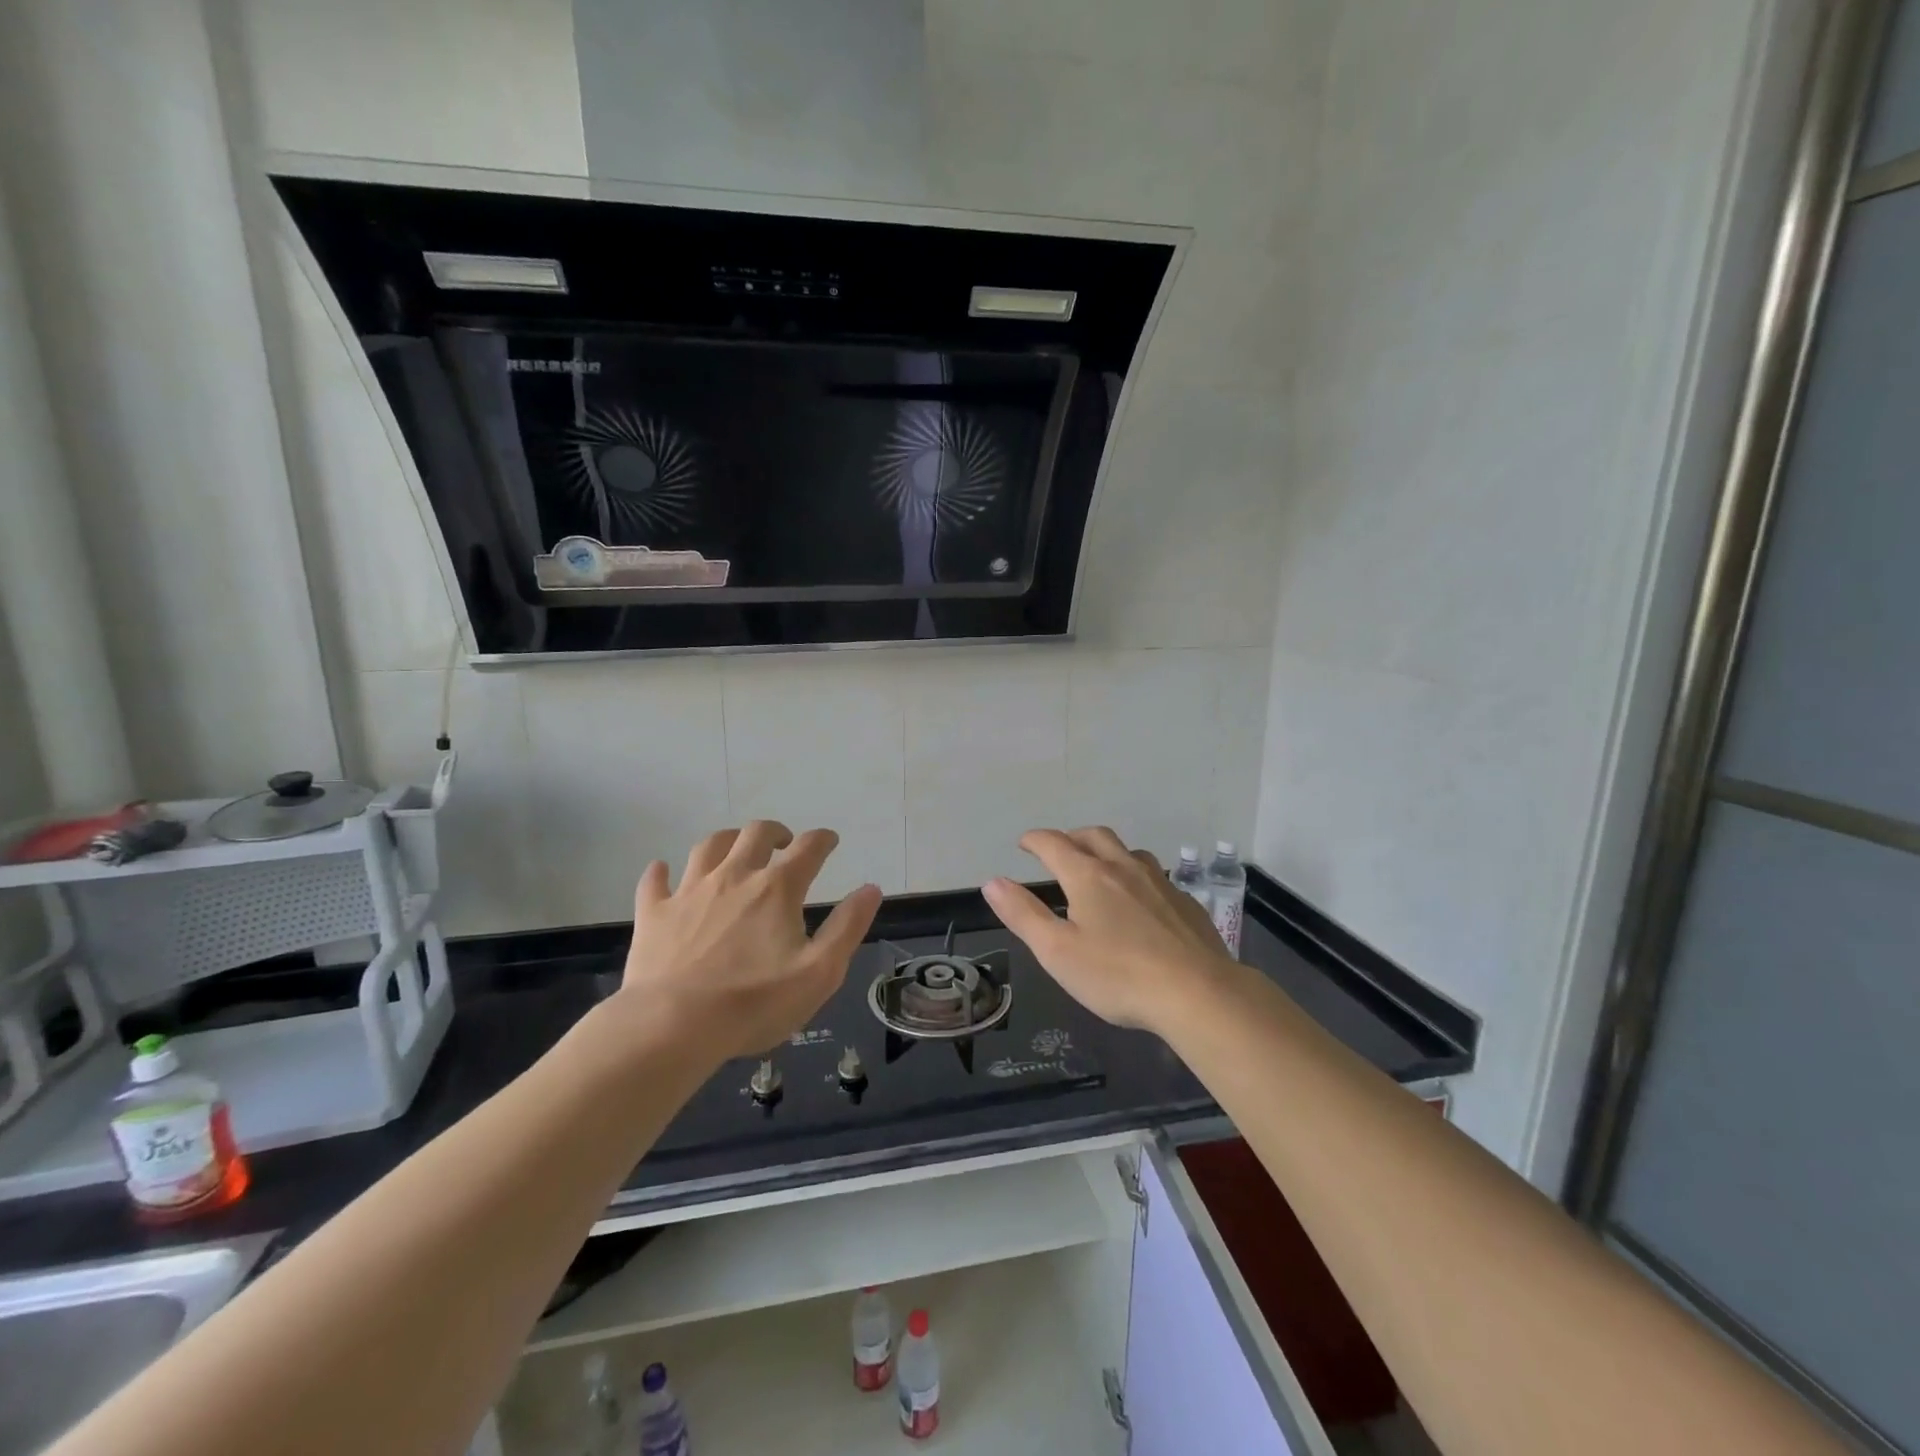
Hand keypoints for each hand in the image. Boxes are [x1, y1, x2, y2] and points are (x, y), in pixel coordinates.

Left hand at [607, 822, 881, 1061]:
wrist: (672, 1026)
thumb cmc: (754, 1003)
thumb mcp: (820, 971)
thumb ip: (848, 927)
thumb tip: (870, 889)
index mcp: (777, 888)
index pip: (808, 848)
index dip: (823, 840)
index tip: (830, 841)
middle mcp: (734, 876)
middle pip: (755, 834)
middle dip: (775, 832)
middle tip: (784, 844)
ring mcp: (690, 891)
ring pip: (708, 846)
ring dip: (727, 840)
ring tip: (735, 850)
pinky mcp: (654, 914)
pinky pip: (655, 882)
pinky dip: (661, 872)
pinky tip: (663, 871)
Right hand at [983, 827, 1234, 1034]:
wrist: (1198, 993)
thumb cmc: (1118, 975)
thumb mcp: (1057, 951)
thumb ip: (1023, 914)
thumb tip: (993, 882)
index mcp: (1088, 876)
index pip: (1054, 844)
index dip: (1034, 840)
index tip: (1024, 843)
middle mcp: (1123, 868)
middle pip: (1094, 836)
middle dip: (1071, 837)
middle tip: (1059, 850)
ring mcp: (1160, 882)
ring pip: (1129, 852)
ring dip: (1107, 852)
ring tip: (1099, 870)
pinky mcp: (1185, 903)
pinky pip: (1155, 877)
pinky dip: (1136, 877)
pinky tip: (1140, 902)